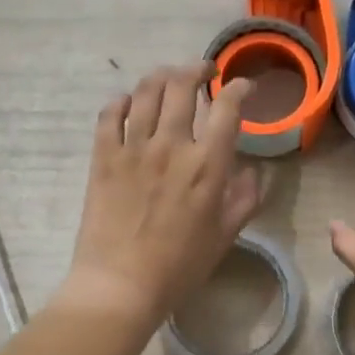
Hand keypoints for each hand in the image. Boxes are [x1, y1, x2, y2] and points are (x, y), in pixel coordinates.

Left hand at [57, 64, 261, 331]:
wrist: (121, 284)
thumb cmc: (180, 266)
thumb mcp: (225, 236)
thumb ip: (244, 199)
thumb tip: (252, 171)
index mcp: (207, 165)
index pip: (227, 108)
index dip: (238, 88)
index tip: (242, 87)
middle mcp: (171, 145)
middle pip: (183, 85)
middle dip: (197, 69)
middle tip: (203, 73)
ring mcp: (133, 148)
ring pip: (147, 91)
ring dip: (162, 76)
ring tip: (170, 77)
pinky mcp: (103, 157)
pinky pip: (110, 113)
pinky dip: (121, 100)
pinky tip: (129, 102)